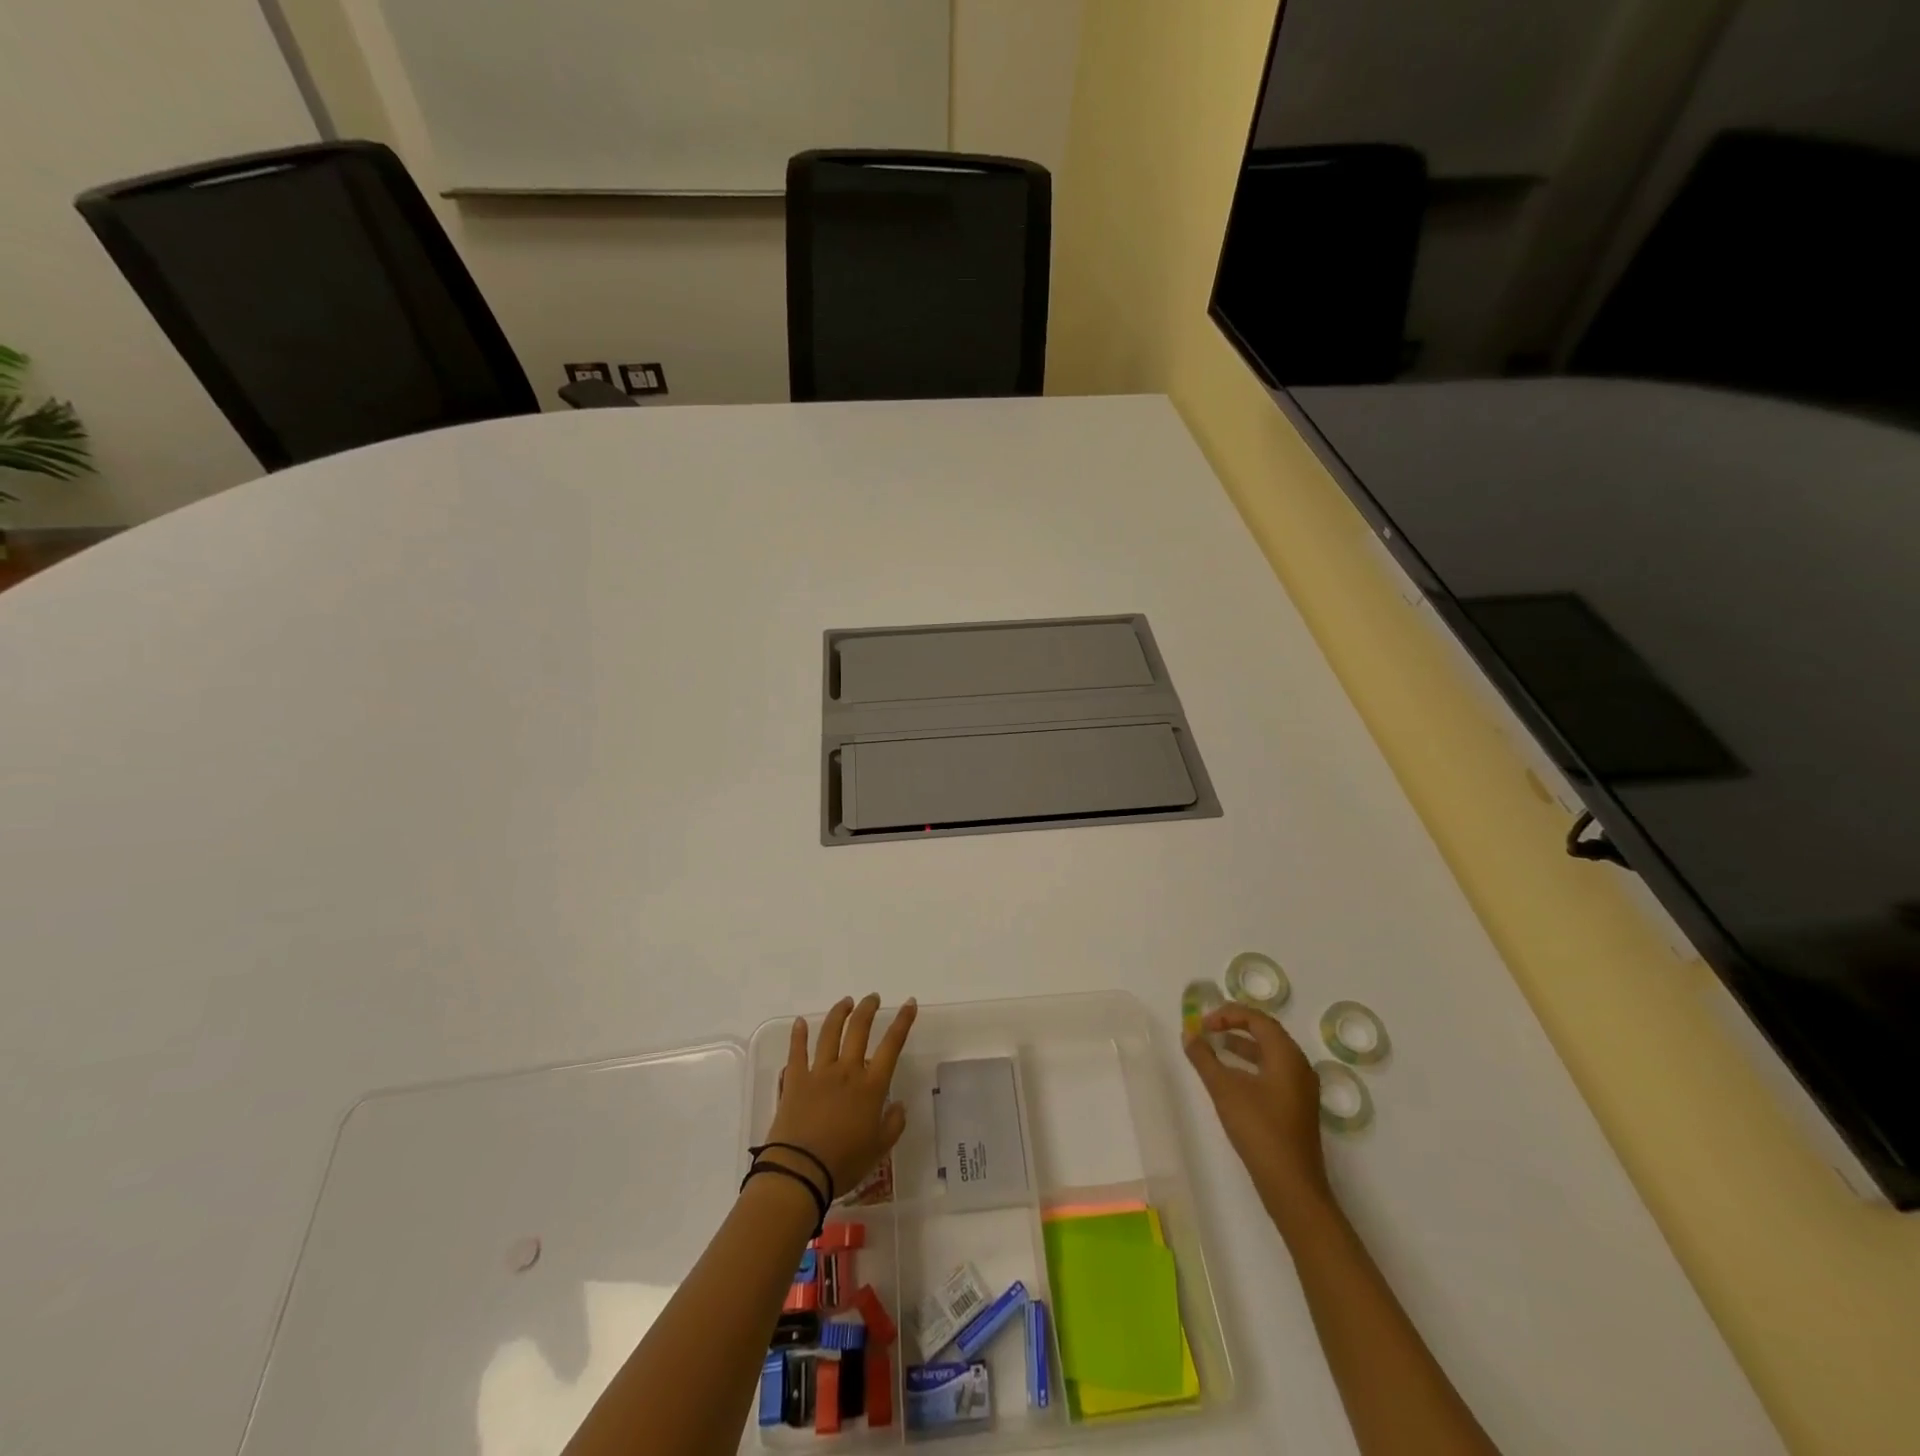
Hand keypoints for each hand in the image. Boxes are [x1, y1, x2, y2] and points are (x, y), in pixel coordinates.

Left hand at [764, 993, 916, 1196]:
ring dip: (839, 1014)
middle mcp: (847, 1071)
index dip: (902, 1022)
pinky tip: (800, 1022)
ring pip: (830, 1033)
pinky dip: (798, 1035)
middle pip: (859, 1030)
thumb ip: (893, 1124)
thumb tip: (900, 1105)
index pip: (891, 1045)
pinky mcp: (795, 1080)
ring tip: (846, 1002)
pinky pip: (797, 1052)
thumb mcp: (879, 1149)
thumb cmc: (844, 1163)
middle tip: (872, 998)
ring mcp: (819, 1072)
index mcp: (871, 1087)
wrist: (801, 1171)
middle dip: (868, 1009)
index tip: (909, 1003)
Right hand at [1185, 1003, 1330, 1209]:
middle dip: (1235, 1026)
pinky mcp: (1298, 1107)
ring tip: (1215, 1048)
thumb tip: (1188, 1034)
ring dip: (1242, 1046)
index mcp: (1287, 1055)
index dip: (1228, 1014)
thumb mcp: (1224, 1089)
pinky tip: (1232, 1078)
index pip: (1257, 1019)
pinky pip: (1274, 1072)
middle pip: (1266, 1033)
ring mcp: (1301, 1088)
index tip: (1202, 1024)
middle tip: (1208, 1029)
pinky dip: (1251, 1065)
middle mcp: (1299, 1065)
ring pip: (1270, 1054)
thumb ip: (1204, 1057)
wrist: (1291, 1185)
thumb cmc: (1259, 1129)